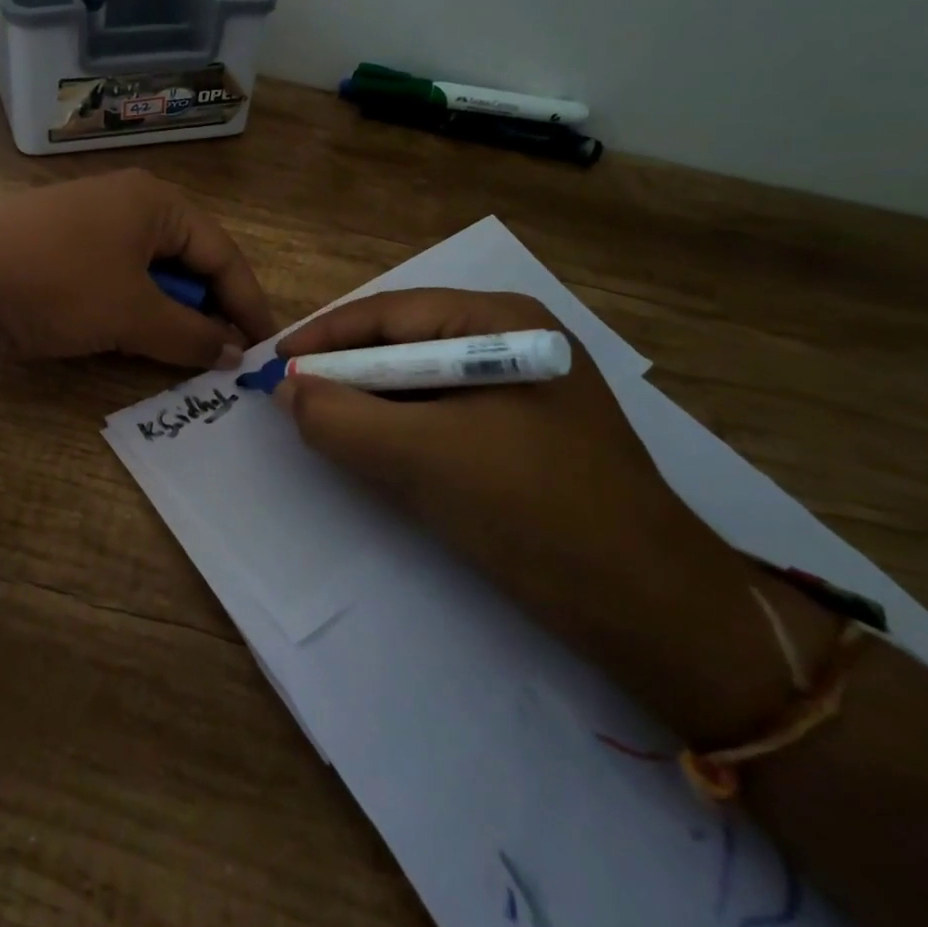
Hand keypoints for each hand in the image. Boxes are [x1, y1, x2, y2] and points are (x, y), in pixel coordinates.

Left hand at [0, 170, 274, 368]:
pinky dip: (132, 313)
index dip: (247, 303)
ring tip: (185, 356)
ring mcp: (88, 228)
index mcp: (156, 202)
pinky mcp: (58, 254)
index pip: (222, 254)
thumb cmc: (56, 284)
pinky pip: (115, 283)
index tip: (265, 349)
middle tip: (225, 358)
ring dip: (169, 316)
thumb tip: (233, 353)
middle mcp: (126, 205)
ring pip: (150, 276)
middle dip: (208, 310)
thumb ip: (191, 335)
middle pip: (187, 261)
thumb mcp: (133, 314)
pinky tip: (133, 343)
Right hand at [274, 290, 833, 745]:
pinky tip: (371, 452)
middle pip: (404, 345)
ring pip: (419, 385)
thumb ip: (343, 419)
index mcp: (502, 324)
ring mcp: (520, 393)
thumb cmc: (537, 512)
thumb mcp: (425, 458)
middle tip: (290, 398)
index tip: (273, 363)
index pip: (391, 313)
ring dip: (368, 404)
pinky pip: (441, 419)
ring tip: (320, 424)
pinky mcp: (520, 438)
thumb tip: (284, 390)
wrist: (654, 613)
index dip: (326, 336)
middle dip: (345, 372)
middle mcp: (512, 345)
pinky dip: (399, 432)